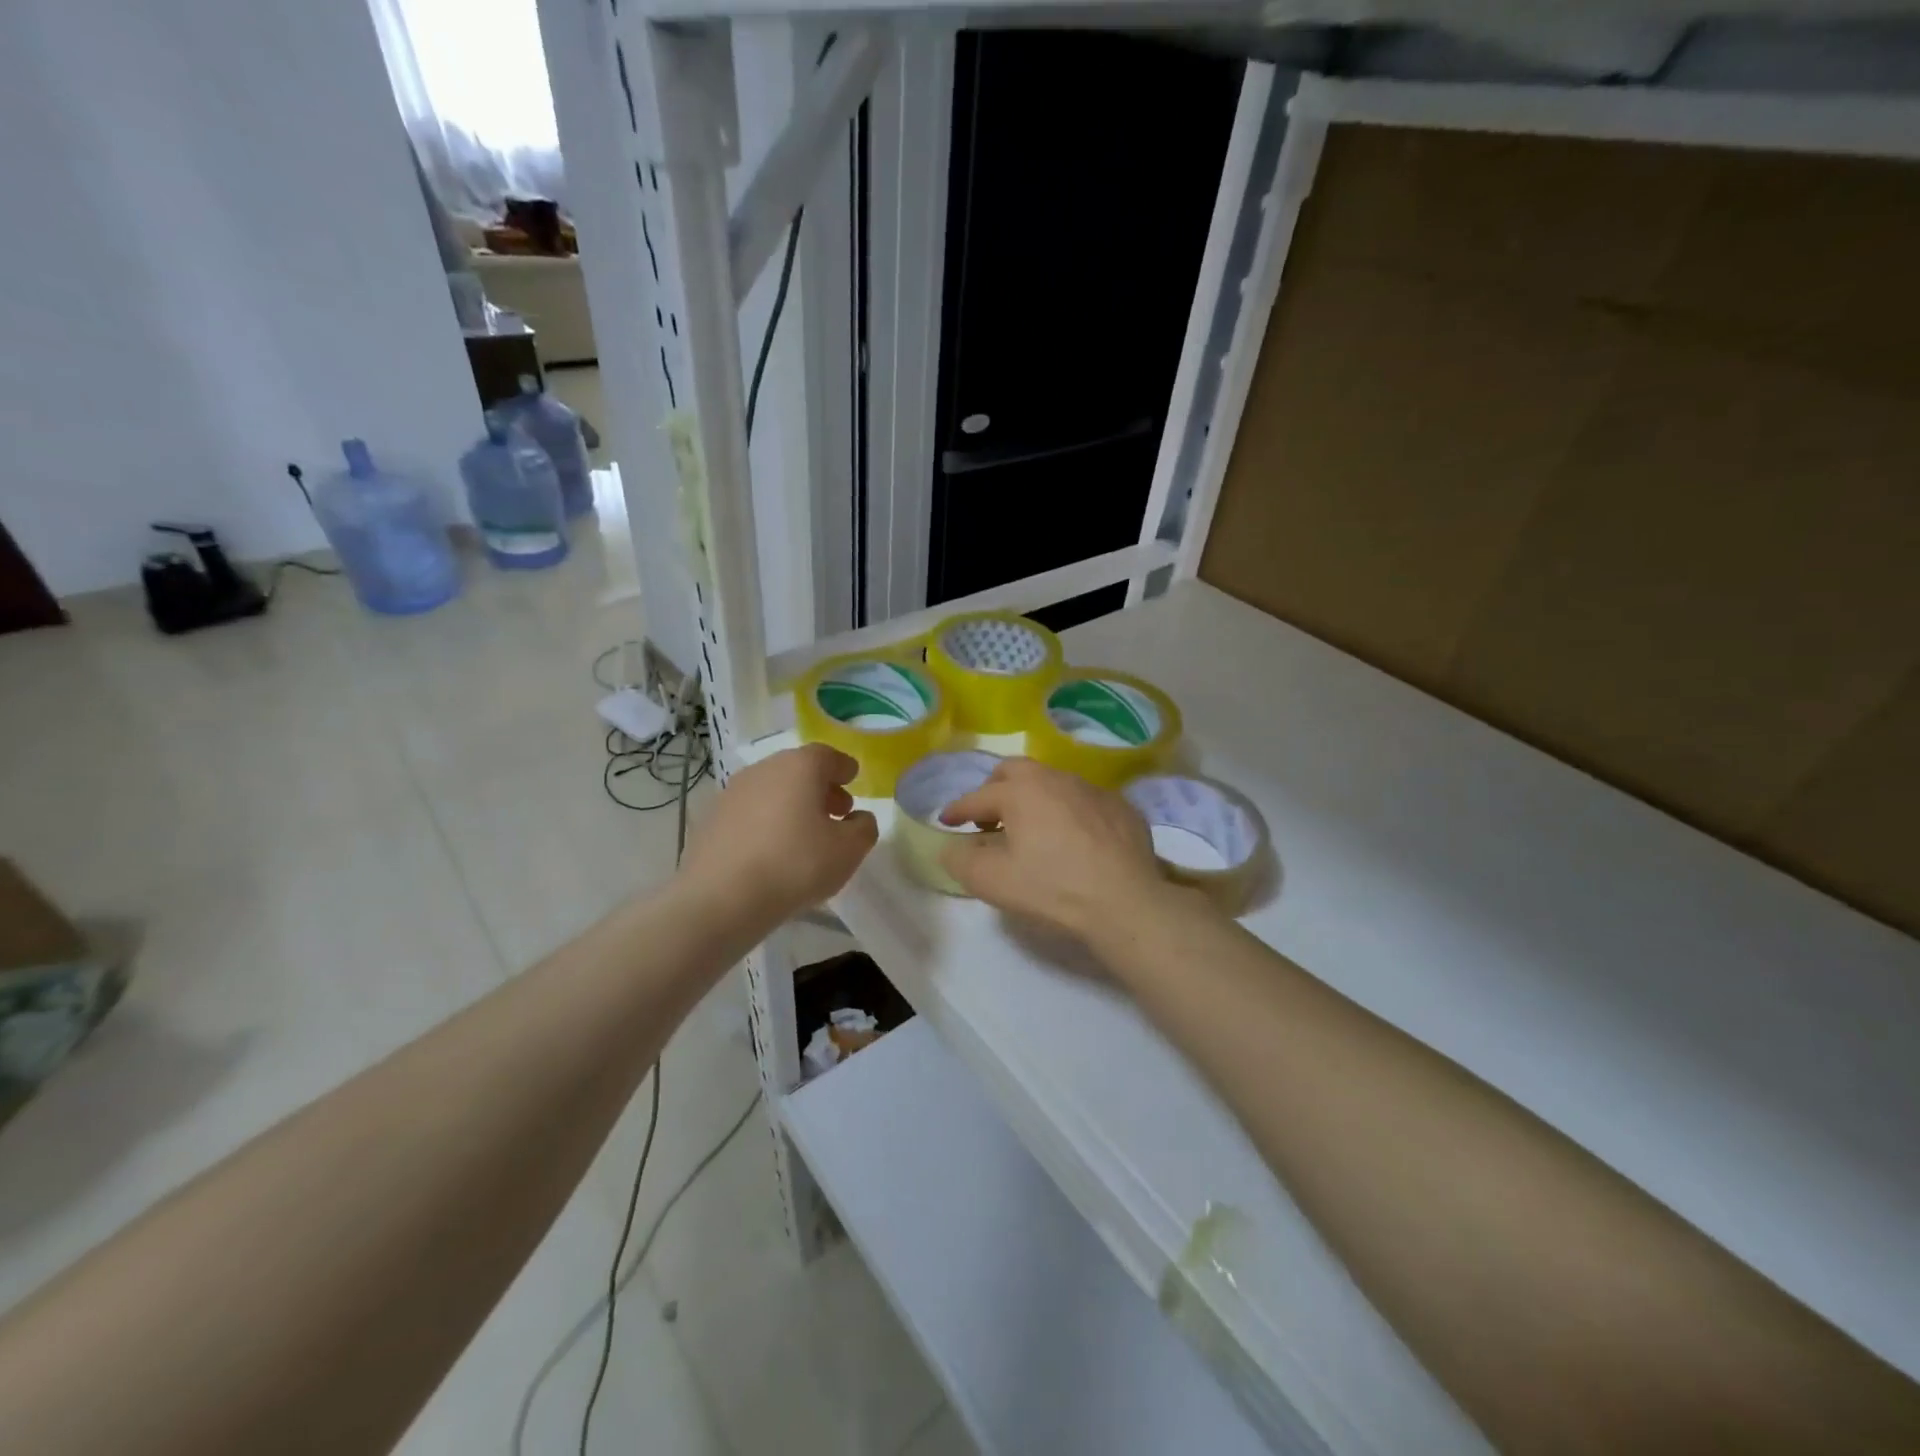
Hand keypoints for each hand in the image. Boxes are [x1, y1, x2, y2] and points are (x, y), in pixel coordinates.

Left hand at [678, 744, 877, 929]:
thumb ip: (863, 828)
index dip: (844, 769)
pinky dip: (767, 822)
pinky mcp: (711, 819)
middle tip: (836, 813)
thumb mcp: (848, 851)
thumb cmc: (794, 865)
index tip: (853, 781)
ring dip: (792, 805)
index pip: (828, 756)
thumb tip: (858, 818)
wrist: (719, 898)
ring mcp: (732, 792)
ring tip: (805, 835)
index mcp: (800, 766)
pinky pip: (750, 812)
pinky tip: (773, 851)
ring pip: (772, 790)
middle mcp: (764, 769)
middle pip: (798, 770)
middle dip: (820, 788)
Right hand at [938, 757, 1175, 942]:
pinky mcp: (1122, 807)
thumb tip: (953, 847)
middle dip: (995, 790)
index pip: (978, 796)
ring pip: (1053, 783)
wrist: (1125, 903)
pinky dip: (1069, 813)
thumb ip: (961, 860)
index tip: (946, 822)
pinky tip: (1074, 841)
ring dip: (1035, 799)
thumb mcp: (992, 881)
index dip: (957, 810)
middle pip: (1016, 771)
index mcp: (1021, 791)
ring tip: (1032, 830)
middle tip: (990, 819)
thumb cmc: (1052, 888)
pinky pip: (1085, 801)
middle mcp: (1057, 778)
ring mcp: (1093, 789)